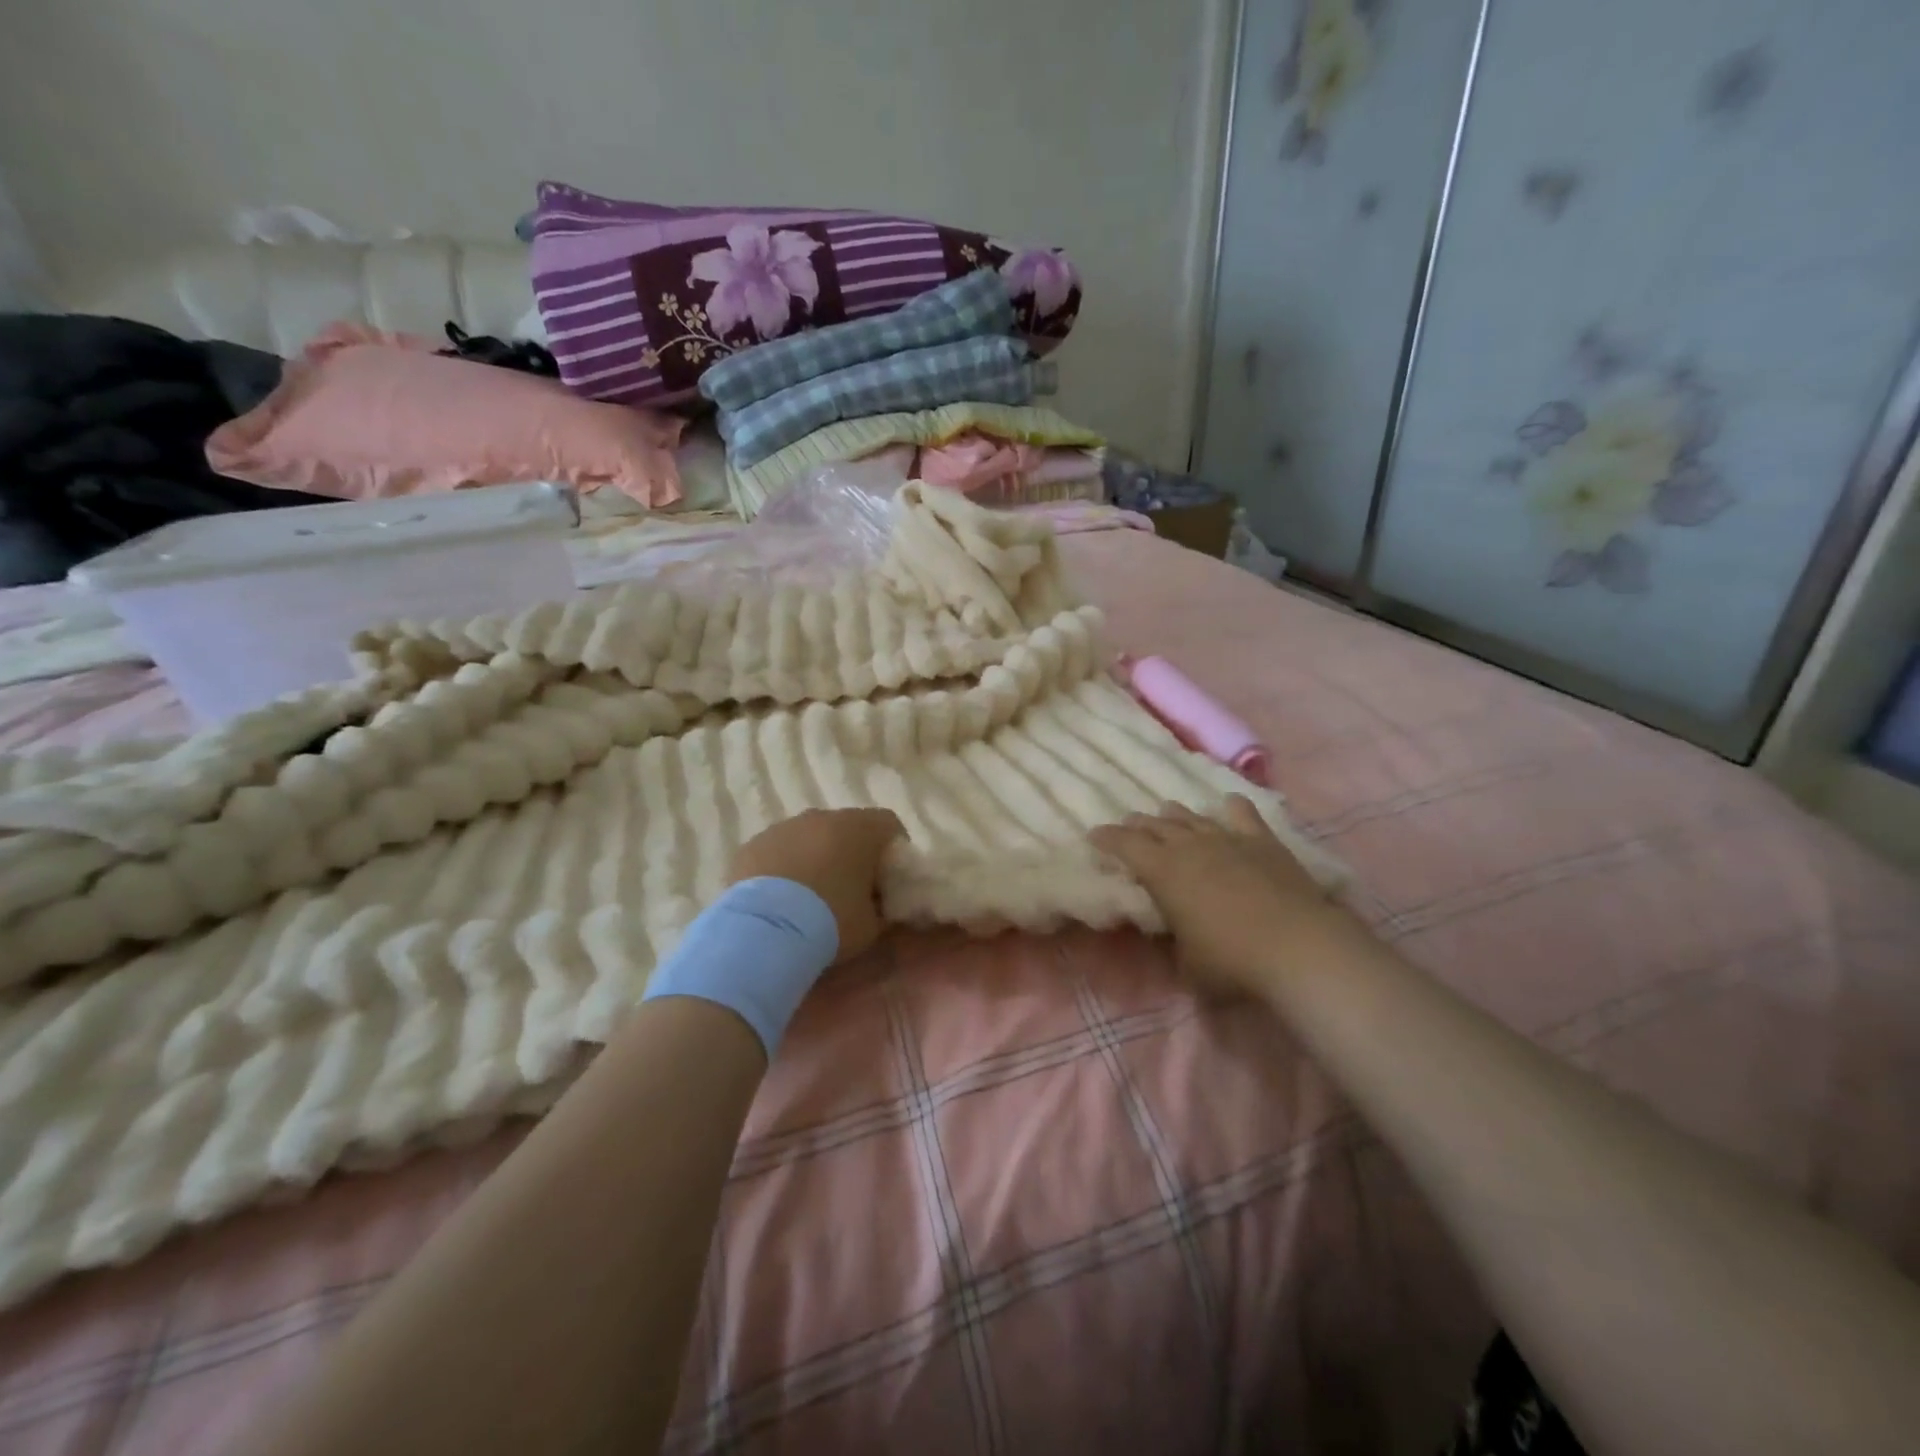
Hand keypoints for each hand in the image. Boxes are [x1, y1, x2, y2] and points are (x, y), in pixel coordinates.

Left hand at [729, 808, 903, 963]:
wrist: (764, 931)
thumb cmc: (830, 922)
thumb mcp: (871, 925)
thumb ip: (880, 908)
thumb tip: (877, 906)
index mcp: (859, 829)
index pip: (889, 824)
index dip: (894, 849)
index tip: (889, 879)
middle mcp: (821, 817)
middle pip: (847, 828)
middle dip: (852, 853)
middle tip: (850, 890)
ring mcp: (783, 827)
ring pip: (809, 837)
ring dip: (815, 858)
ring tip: (810, 898)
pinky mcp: (752, 844)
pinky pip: (778, 851)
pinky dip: (784, 867)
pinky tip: (780, 900)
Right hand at [1090, 796, 1347, 997]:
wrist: (1298, 946)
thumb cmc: (1231, 961)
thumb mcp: (1186, 962)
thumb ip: (1173, 940)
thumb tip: (1172, 929)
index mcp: (1162, 871)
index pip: (1124, 845)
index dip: (1106, 839)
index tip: (1094, 836)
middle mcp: (1190, 846)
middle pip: (1155, 825)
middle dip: (1137, 825)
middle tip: (1127, 826)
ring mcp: (1227, 838)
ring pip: (1192, 817)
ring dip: (1174, 815)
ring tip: (1166, 813)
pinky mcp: (1263, 841)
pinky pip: (1242, 814)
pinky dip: (1230, 808)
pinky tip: (1227, 804)